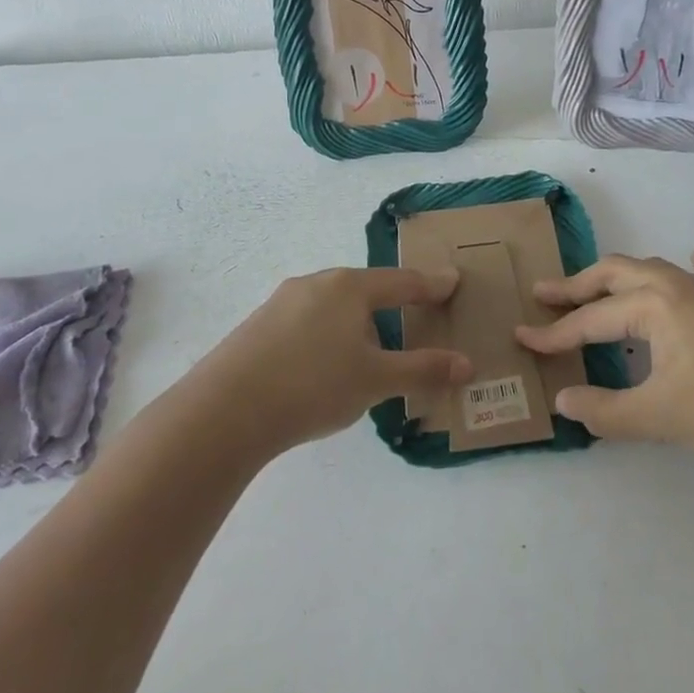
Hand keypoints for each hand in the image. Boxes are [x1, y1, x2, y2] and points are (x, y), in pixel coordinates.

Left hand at [174, 266, 469, 456]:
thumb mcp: (376, 380)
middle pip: (366, 289)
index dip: (431, 285)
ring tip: (369, 351)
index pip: (403, 281)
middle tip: (413, 316)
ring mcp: (282, 302)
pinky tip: (323, 365)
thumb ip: (424, 370)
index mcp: (350, 287)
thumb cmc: (313, 385)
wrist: (224, 410)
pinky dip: (328, 335)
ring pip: (333, 306)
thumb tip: (468, 365)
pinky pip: (307, 322)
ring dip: (357, 322)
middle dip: (392, 302)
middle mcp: (316, 284)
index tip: (451, 282)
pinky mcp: (258, 326)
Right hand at [516, 251, 693, 459]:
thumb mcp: (657, 416)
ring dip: (619, 279)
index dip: (554, 334)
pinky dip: (689, 270)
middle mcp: (676, 285)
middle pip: (615, 274)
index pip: (590, 322)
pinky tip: (693, 263)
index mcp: (652, 305)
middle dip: (578, 285)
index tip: (522, 338)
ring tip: (598, 290)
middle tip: (546, 295)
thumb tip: (563, 400)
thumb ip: (604, 411)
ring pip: (653, 271)